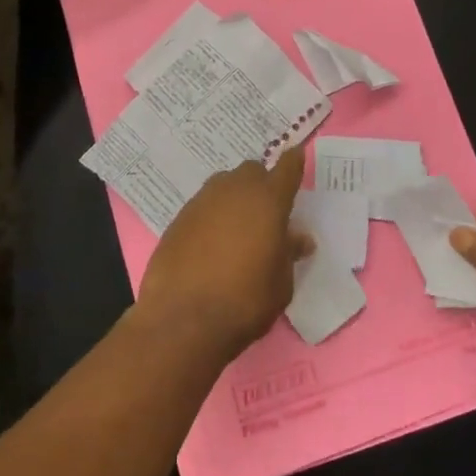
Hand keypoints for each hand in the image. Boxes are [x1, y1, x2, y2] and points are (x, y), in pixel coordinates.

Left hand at [137, 147, 311, 359]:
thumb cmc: (245, 301)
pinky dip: (212, 216)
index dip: (294, 162)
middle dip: (262, 183)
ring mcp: (202, 202)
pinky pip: (203, 206)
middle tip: (267, 210)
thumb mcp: (281, 283)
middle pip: (252, 171)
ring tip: (238, 228)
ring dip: (235, 197)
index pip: (287, 168)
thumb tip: (297, 238)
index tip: (296, 156)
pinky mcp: (178, 219)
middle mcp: (234, 190)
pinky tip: (211, 243)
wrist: (183, 319)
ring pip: (224, 185)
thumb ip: (289, 253)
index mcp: (268, 200)